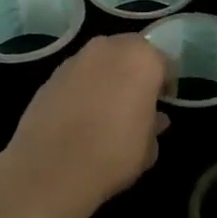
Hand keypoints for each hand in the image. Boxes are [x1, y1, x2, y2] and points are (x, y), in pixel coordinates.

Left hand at [0, 35, 170, 217]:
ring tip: (108, 108)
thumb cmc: (114, 154)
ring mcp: (75, 59)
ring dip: (108, 76)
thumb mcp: (149, 147)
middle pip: (130, 51)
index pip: (164, 62)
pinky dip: (83, 87)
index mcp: (141, 58)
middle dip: (136, 71)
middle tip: (137, 100)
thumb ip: (154, 124)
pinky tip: (81, 115)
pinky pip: (77, 76)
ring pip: (101, 61)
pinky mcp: (50, 76)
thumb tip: (154, 118)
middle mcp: (108, 48)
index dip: (166, 83)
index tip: (164, 102)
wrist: (51, 169)